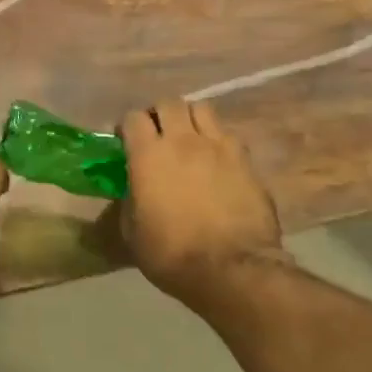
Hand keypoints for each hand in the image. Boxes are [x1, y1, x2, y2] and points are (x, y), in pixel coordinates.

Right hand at [120, 99, 288, 312]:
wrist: (231, 268)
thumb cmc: (172, 254)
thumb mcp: (132, 233)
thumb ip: (129, 201)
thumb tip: (133, 191)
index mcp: (148, 155)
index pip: (133, 117)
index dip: (127, 127)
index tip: (125, 142)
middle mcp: (182, 140)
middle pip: (169, 103)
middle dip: (159, 114)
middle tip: (157, 134)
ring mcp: (218, 146)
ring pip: (202, 108)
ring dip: (190, 118)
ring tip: (189, 138)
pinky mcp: (245, 159)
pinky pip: (228, 134)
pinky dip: (217, 140)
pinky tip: (215, 160)